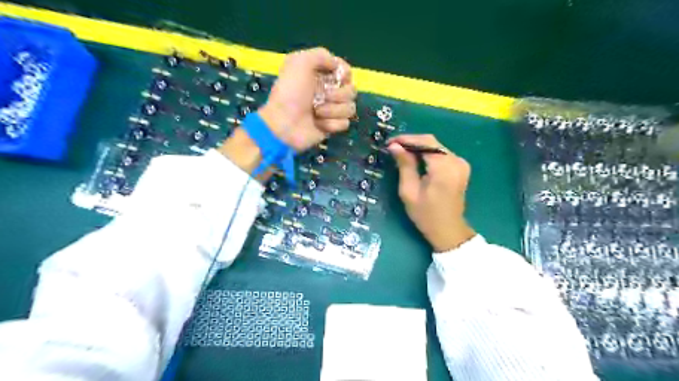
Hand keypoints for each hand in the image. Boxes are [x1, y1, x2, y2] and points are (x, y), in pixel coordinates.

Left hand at [260, 48, 356, 150]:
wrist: (284, 124)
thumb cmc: (290, 93)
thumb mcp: (299, 62)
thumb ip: (321, 55)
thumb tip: (337, 65)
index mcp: (321, 75)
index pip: (346, 71)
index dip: (345, 74)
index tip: (338, 78)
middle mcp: (328, 91)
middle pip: (352, 90)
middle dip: (339, 94)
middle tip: (323, 97)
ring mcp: (331, 110)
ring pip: (350, 108)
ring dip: (333, 110)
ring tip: (317, 112)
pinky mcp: (331, 126)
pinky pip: (344, 123)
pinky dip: (332, 124)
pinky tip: (319, 124)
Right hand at [387, 135, 476, 252]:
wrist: (448, 230)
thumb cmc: (425, 215)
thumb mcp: (409, 191)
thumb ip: (404, 165)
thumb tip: (394, 146)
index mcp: (444, 168)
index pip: (425, 142)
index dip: (406, 139)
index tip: (390, 142)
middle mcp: (456, 161)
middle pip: (432, 142)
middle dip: (411, 142)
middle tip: (393, 147)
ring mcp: (461, 164)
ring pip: (436, 147)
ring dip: (418, 147)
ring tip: (400, 152)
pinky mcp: (460, 168)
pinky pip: (441, 154)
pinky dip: (427, 154)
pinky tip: (415, 159)